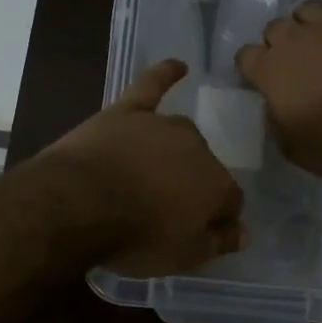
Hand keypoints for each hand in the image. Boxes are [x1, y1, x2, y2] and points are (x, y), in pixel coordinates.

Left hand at [43, 59, 246, 275]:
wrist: (79, 204)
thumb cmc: (134, 238)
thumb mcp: (182, 257)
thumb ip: (217, 242)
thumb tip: (242, 231)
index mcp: (216, 186)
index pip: (230, 200)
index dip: (217, 217)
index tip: (201, 230)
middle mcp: (198, 148)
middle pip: (205, 165)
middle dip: (194, 184)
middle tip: (167, 207)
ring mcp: (162, 125)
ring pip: (180, 135)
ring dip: (176, 151)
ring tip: (156, 172)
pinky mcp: (128, 111)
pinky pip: (152, 85)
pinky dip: (165, 74)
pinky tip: (177, 65)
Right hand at [235, 0, 321, 180]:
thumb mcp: (292, 146)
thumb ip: (276, 120)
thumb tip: (274, 107)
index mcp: (269, 71)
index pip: (246, 57)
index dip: (252, 67)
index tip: (258, 78)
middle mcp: (292, 39)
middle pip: (275, 29)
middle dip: (280, 44)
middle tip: (295, 64)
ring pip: (307, 9)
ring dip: (307, 22)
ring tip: (316, 35)